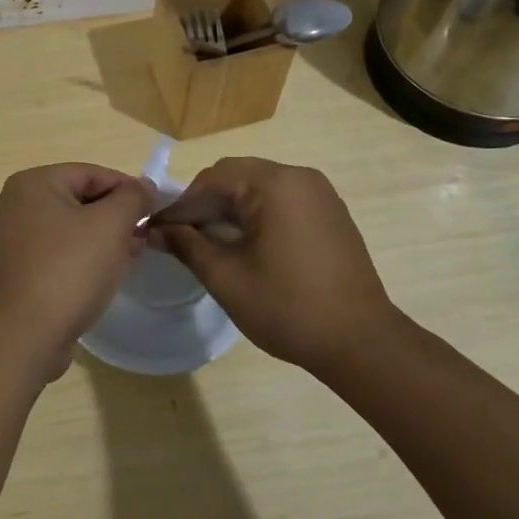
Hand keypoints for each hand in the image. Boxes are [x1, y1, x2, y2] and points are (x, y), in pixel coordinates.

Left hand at [0, 164, 154, 381]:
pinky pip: (54, 253)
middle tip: (144, 236)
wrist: (25, 336)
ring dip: (101, 238)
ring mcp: (9, 240)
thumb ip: (132, 198)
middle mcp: (13, 204)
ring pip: (67, 228)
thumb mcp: (111, 225)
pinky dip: (80, 257)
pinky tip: (103, 275)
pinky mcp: (13, 271)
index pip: (91, 173)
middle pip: (78, 199)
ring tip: (131, 256)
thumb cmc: (69, 269)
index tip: (154, 210)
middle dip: (115, 216)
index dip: (128, 189)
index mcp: (32, 183)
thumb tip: (144, 186)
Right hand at [151, 157, 395, 372]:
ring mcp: (319, 193)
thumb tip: (157, 230)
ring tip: (211, 243)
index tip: (160, 231)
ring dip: (231, 208)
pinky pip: (282, 200)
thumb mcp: (226, 277)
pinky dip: (257, 214)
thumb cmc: (287, 307)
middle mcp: (298, 176)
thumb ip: (187, 245)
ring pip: (259, 187)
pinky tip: (247, 246)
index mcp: (273, 184)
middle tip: (183, 237)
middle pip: (236, 176)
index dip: (182, 204)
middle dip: (205, 204)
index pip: (212, 178)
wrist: (361, 342)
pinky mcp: (330, 212)